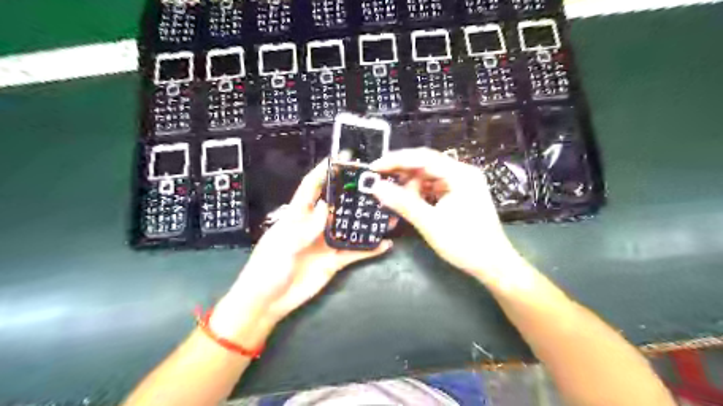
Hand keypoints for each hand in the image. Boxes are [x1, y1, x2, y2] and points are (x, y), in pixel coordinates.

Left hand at [212, 161, 392, 347]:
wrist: (267, 303)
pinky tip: (385, 243)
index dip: (323, 171)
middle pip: (335, 204)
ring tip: (385, 211)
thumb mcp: (282, 245)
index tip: (341, 159)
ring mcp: (325, 244)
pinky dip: (370, 249)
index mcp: (296, 216)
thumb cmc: (267, 269)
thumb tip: (325, 208)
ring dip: (365, 221)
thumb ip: (305, 228)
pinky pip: (355, 253)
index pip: (311, 187)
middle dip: (351, 193)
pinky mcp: (334, 262)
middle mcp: (314, 226)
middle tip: (372, 183)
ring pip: (349, 227)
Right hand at [370, 147, 529, 283]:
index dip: (395, 160)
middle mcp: (462, 173)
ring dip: (410, 185)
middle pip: (425, 164)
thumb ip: (402, 202)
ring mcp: (462, 184)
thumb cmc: (465, 244)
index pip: (422, 158)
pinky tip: (408, 201)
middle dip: (401, 172)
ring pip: (428, 176)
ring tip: (393, 196)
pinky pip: (434, 187)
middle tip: (378, 181)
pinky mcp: (459, 195)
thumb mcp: (430, 223)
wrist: (493, 265)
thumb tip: (376, 187)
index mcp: (460, 174)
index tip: (374, 168)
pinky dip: (419, 193)